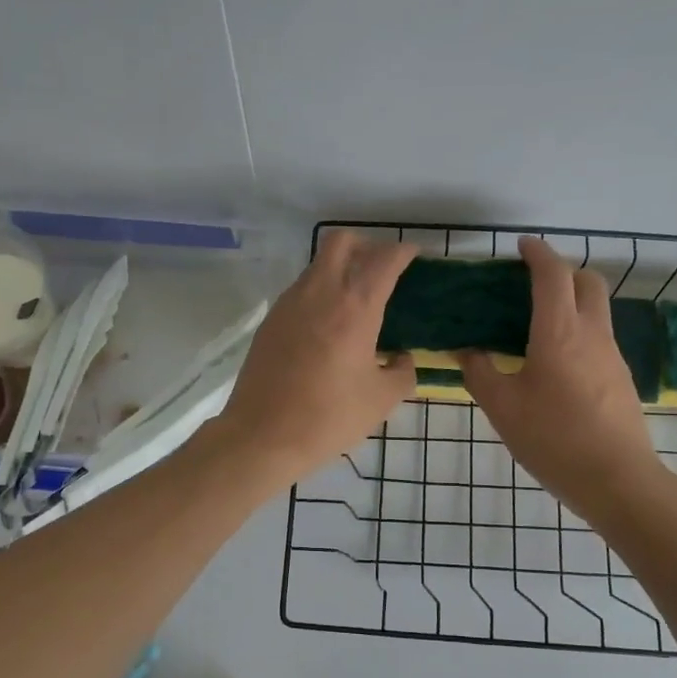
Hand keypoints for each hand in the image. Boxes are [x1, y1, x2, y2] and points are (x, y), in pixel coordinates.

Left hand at [215, 231, 417, 486]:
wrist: (262, 436)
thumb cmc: (329, 417)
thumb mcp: (381, 400)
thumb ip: (402, 372)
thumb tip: (401, 358)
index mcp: (354, 306)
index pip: (383, 259)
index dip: (403, 251)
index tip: (414, 256)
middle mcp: (320, 292)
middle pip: (342, 241)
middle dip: (366, 245)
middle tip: (381, 269)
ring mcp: (289, 303)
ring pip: (318, 264)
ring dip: (340, 268)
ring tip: (356, 300)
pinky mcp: (271, 320)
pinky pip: (301, 290)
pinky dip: (320, 292)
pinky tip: (328, 325)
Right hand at [462, 236, 659, 519]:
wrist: (617, 480)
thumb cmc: (553, 439)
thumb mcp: (502, 407)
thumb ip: (479, 372)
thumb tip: (467, 351)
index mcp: (559, 332)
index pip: (553, 275)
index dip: (538, 253)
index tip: (521, 246)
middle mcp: (592, 334)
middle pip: (588, 282)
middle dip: (563, 271)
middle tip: (532, 285)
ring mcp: (612, 356)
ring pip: (597, 310)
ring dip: (572, 302)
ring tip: (537, 326)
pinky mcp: (621, 379)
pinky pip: (599, 338)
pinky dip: (579, 331)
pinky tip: (556, 364)